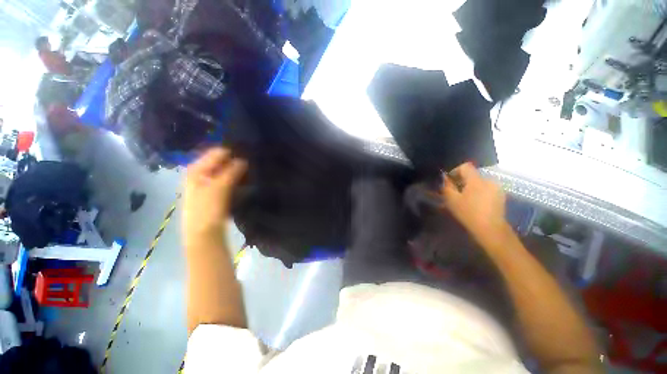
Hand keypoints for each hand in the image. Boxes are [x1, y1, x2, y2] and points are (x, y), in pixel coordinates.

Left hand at [183, 148, 246, 241]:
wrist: (203, 233)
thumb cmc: (208, 208)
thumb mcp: (220, 187)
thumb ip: (231, 171)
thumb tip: (243, 159)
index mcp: (196, 169)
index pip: (217, 153)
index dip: (232, 153)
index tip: (248, 155)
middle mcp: (199, 173)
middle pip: (220, 162)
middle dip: (234, 162)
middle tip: (250, 165)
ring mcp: (206, 183)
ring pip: (224, 171)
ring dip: (235, 171)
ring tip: (249, 172)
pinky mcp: (213, 192)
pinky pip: (225, 180)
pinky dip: (234, 179)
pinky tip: (243, 181)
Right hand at [441, 162, 510, 247]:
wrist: (490, 229)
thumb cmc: (468, 213)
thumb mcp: (452, 199)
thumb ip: (447, 186)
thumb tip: (445, 177)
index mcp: (477, 180)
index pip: (465, 166)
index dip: (455, 171)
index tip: (450, 181)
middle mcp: (489, 180)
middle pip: (473, 175)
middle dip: (463, 181)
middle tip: (455, 192)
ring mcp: (497, 188)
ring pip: (480, 182)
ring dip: (471, 187)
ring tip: (465, 198)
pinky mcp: (501, 196)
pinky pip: (487, 188)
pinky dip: (479, 192)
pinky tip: (475, 203)